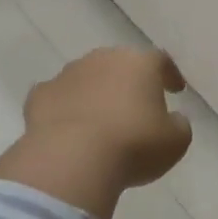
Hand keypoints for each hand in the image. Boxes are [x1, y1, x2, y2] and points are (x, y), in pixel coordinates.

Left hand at [0, 48, 191, 218]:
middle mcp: (101, 60)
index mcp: (138, 63)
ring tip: (100, 120)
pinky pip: (58, 98)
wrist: (72, 158)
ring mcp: (67, 75)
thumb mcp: (175, 142)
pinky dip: (65, 109)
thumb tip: (173, 119)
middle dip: (127, 82)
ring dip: (95, 93)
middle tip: (135, 105)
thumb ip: (178, 125)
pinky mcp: (39, 95)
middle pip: (119, 65)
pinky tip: (68, 128)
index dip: (169, 75)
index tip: (175, 89)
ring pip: (86, 78)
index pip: (160, 60)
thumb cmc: (133, 145)